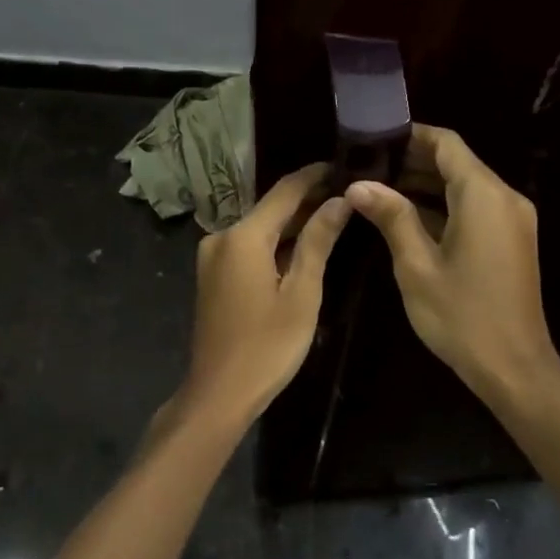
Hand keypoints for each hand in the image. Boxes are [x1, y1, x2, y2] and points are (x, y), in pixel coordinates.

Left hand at [173, 164, 349, 425]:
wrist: (218, 393)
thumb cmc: (267, 346)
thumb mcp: (302, 293)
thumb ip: (318, 241)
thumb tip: (340, 200)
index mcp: (242, 236)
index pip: (284, 191)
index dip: (314, 176)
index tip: (343, 164)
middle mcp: (221, 237)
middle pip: (270, 209)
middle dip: (307, 200)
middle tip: (347, 192)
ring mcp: (212, 257)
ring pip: (259, 229)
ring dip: (292, 223)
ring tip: (333, 214)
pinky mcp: (212, 275)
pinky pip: (248, 248)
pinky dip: (274, 244)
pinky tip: (302, 247)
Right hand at [345, 125, 559, 406]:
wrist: (515, 369)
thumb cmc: (462, 316)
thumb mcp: (417, 265)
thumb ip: (391, 217)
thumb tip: (358, 184)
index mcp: (483, 195)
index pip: (446, 143)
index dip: (410, 135)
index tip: (373, 138)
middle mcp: (504, 198)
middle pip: (456, 162)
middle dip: (412, 160)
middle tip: (366, 165)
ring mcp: (512, 220)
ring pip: (464, 185)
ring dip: (425, 184)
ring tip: (377, 188)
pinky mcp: (511, 240)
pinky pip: (474, 208)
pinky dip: (443, 205)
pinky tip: (406, 216)